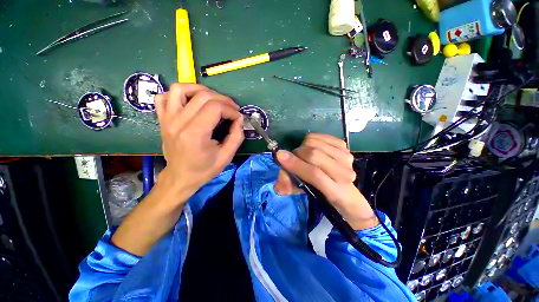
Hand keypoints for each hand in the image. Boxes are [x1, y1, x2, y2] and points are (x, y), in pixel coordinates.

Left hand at [154, 83, 243, 201]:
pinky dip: (178, 94)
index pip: (215, 108)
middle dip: (223, 99)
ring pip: (180, 89)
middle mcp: (178, 122)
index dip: (231, 110)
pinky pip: (164, 96)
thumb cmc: (204, 169)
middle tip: (232, 109)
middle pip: (203, 96)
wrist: (180, 177)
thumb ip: (236, 136)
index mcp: (195, 134)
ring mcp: (167, 119)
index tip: (238, 118)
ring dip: (200, 90)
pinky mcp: (162, 119)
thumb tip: (239, 119)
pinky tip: (190, 102)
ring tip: (213, 99)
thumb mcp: (226, 156)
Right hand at [274, 133, 377, 229]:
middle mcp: (344, 173)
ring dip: (303, 147)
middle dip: (297, 154)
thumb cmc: (320, 190)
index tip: (280, 156)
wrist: (341, 184)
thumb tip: (278, 186)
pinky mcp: (343, 145)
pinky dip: (310, 140)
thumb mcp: (302, 192)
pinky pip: (319, 136)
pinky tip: (311, 147)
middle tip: (292, 158)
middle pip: (314, 155)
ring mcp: (345, 156)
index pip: (314, 174)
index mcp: (335, 191)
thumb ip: (289, 187)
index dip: (296, 165)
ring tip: (303, 155)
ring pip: (315, 143)